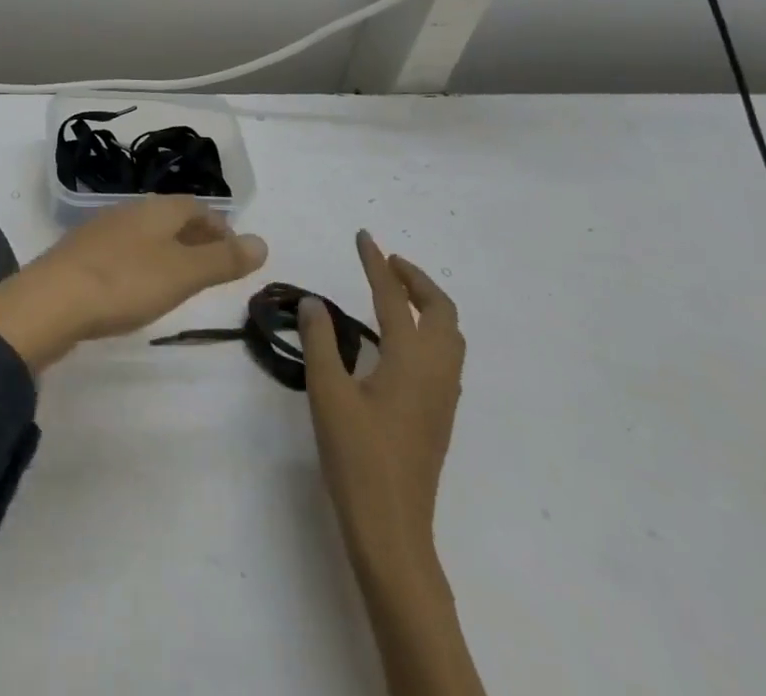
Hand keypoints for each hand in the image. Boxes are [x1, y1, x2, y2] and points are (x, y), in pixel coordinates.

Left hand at [0, 196, 267, 372]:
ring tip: (180, 279)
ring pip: (145, 235)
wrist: (52, 300)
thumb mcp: (182, 273)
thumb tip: (262, 242)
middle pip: (169, 218)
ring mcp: (100, 232)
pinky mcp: (80, 256)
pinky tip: (137, 287)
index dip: (218, 225)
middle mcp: (128, 212)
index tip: (233, 250)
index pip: (195, 207)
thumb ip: (222, 259)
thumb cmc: (125, 282)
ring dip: (167, 251)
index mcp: (155, 210)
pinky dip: (141, 264)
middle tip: (213, 266)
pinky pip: (122, 252)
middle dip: (194, 237)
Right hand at [299, 232, 463, 589]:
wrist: (392, 528)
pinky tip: (400, 340)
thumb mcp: (327, 393)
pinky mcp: (439, 414)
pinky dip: (429, 329)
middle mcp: (436, 371)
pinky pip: (446, 355)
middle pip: (441, 311)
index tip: (363, 236)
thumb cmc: (357, 457)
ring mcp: (443, 396)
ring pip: (450, 334)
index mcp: (410, 360)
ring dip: (427, 304)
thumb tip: (314, 302)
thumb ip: (320, 341)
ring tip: (394, 294)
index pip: (394, 298)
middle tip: (386, 264)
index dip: (377, 264)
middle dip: (416, 280)